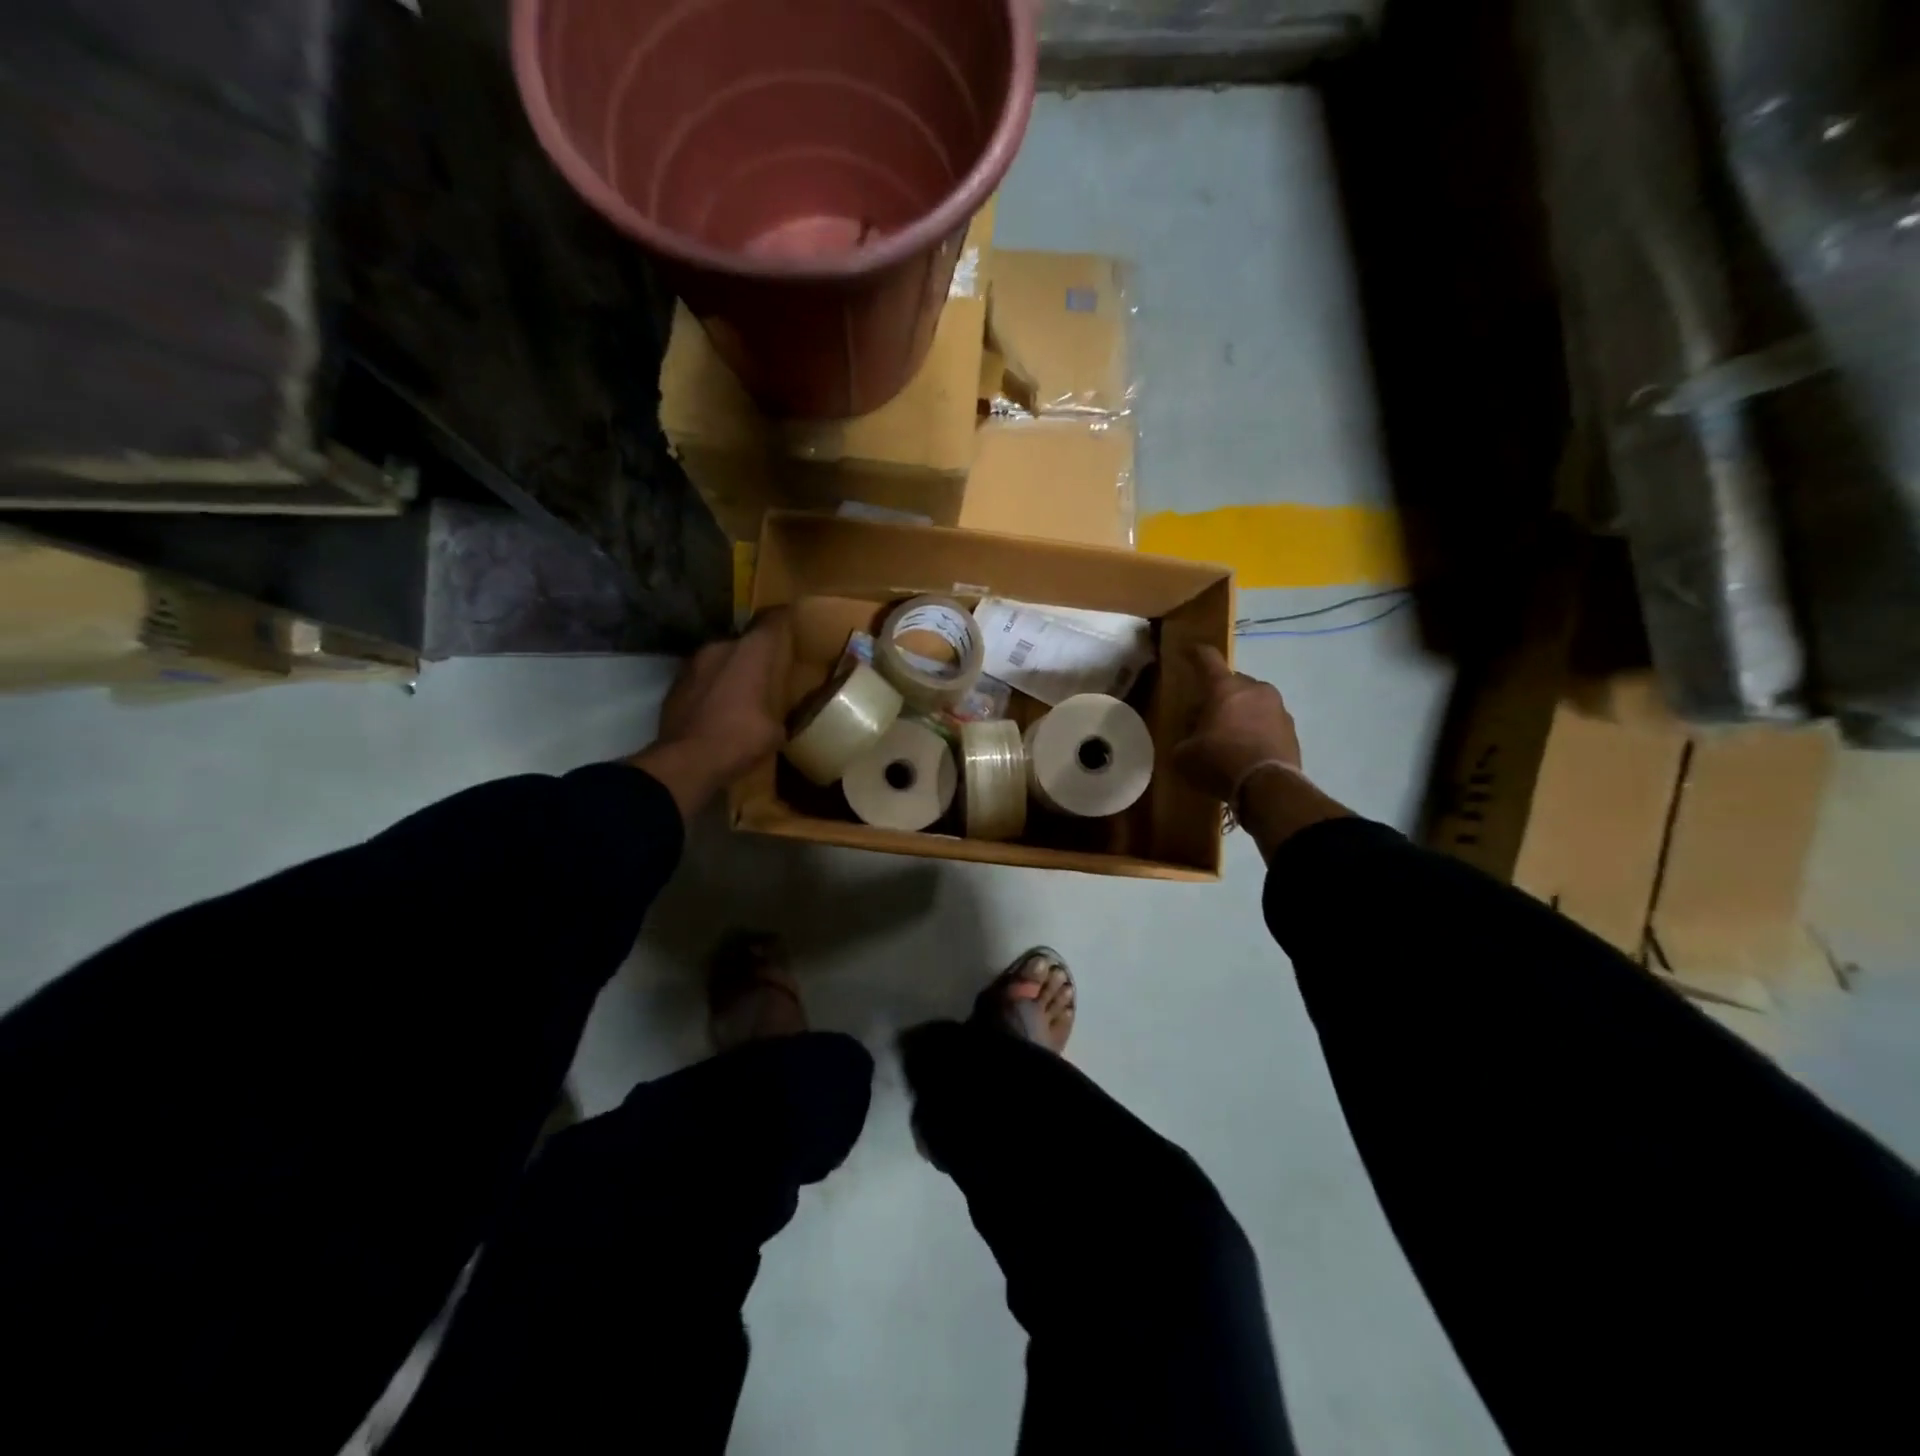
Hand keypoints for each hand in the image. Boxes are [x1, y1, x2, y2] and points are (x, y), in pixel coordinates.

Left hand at [631, 608, 792, 820]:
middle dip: (757, 654)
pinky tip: (720, 709)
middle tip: (771, 672)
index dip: (785, 619)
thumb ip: (779, 708)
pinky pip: (703, 677)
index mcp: (752, 652)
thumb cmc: (740, 739)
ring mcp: (693, 663)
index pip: (773, 620)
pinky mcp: (675, 683)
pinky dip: (713, 686)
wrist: (686, 762)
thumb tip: (776, 712)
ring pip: (721, 658)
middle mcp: (721, 646)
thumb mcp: (776, 729)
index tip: (795, 624)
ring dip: (733, 670)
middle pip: (745, 640)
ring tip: (744, 693)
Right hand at [1172, 645, 1303, 802]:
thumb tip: (1188, 741)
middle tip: (1207, 715)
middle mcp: (1255, 689)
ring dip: (1241, 712)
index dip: (1196, 653)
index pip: (1208, 659)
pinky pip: (1268, 722)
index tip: (1189, 650)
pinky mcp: (1292, 729)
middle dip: (1220, 695)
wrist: (1267, 786)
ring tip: (1230, 736)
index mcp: (1225, 688)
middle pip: (1233, 683)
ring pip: (1253, 702)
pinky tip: (1247, 749)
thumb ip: (1184, 741)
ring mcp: (1278, 708)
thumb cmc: (1220, 762)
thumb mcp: (1185, 755)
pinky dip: (1257, 729)